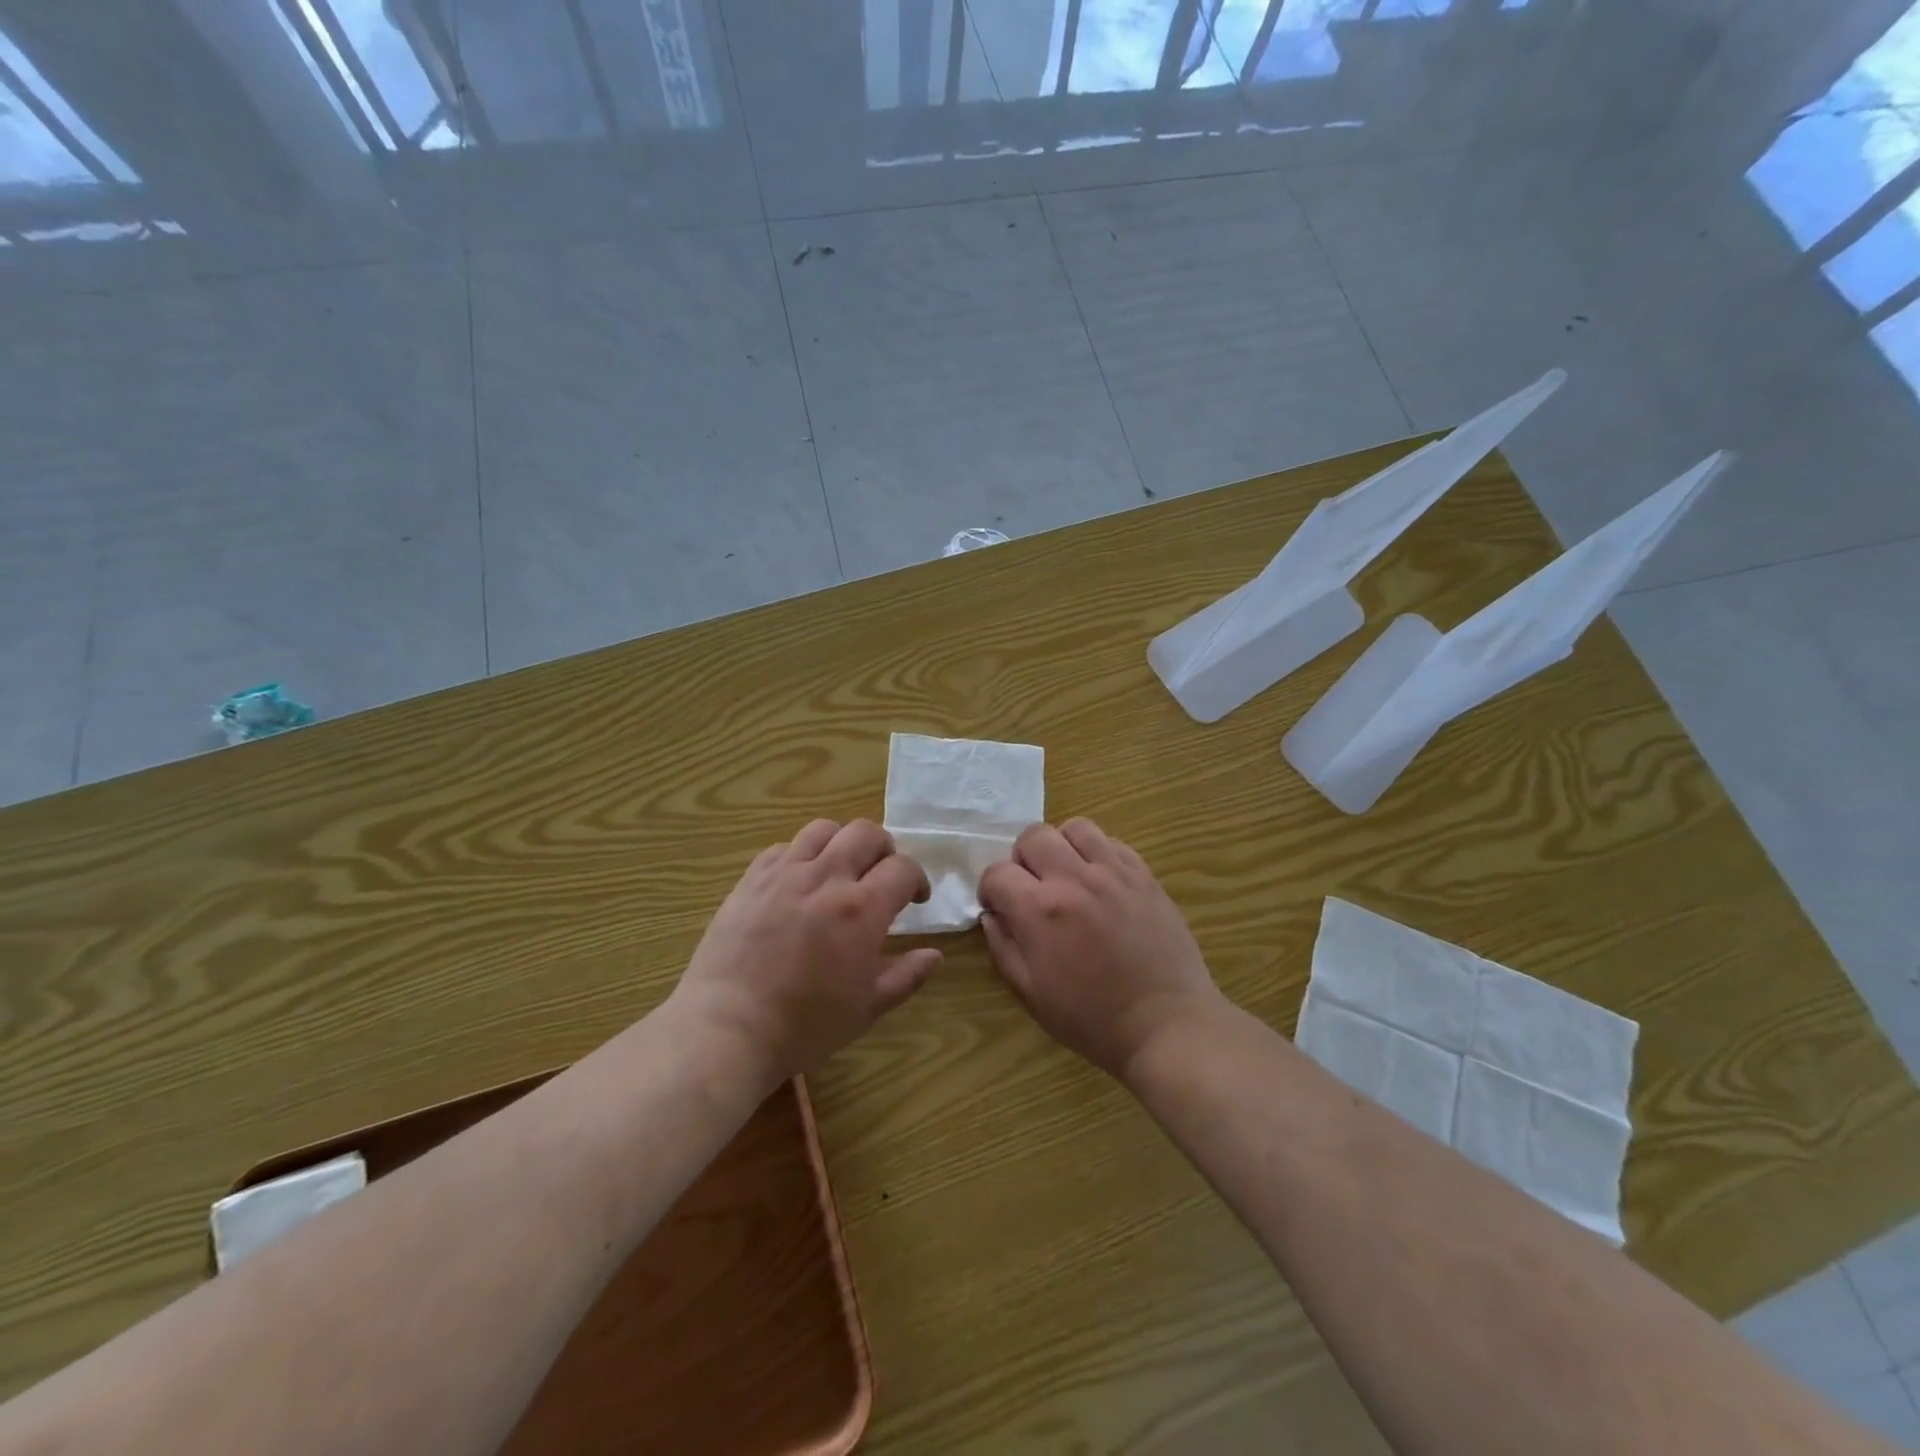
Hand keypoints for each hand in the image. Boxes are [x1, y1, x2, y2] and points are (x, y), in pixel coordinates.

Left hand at [672, 819, 941, 1082]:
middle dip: (884, 849)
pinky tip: (799, 881)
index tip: (915, 899)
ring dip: (842, 843)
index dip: (917, 879)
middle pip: (866, 833)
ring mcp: (784, 874)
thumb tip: (934, 955)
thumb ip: (906, 976)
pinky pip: (783, 847)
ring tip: (840, 869)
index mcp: (862, 909)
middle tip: (881, 876)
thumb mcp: (867, 1008)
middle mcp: (826, 878)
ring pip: (823, 829)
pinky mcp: (751, 879)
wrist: (728, 1028)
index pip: (903, 868)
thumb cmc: (805, 1025)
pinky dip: (801, 855)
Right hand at [979, 819, 1227, 1080]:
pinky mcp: (1144, 875)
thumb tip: (992, 915)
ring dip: (1062, 847)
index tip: (999, 908)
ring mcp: (1114, 872)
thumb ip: (1003, 948)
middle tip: (1032, 888)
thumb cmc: (1093, 1019)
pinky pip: (1112, 842)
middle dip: (1022, 859)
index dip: (990, 890)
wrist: (1167, 1024)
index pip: (997, 872)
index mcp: (1040, 911)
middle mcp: (1074, 879)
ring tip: (1067, 876)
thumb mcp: (1032, 994)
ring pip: (1075, 828)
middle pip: (1033, 836)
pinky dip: (1097, 854)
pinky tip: (1100, 882)